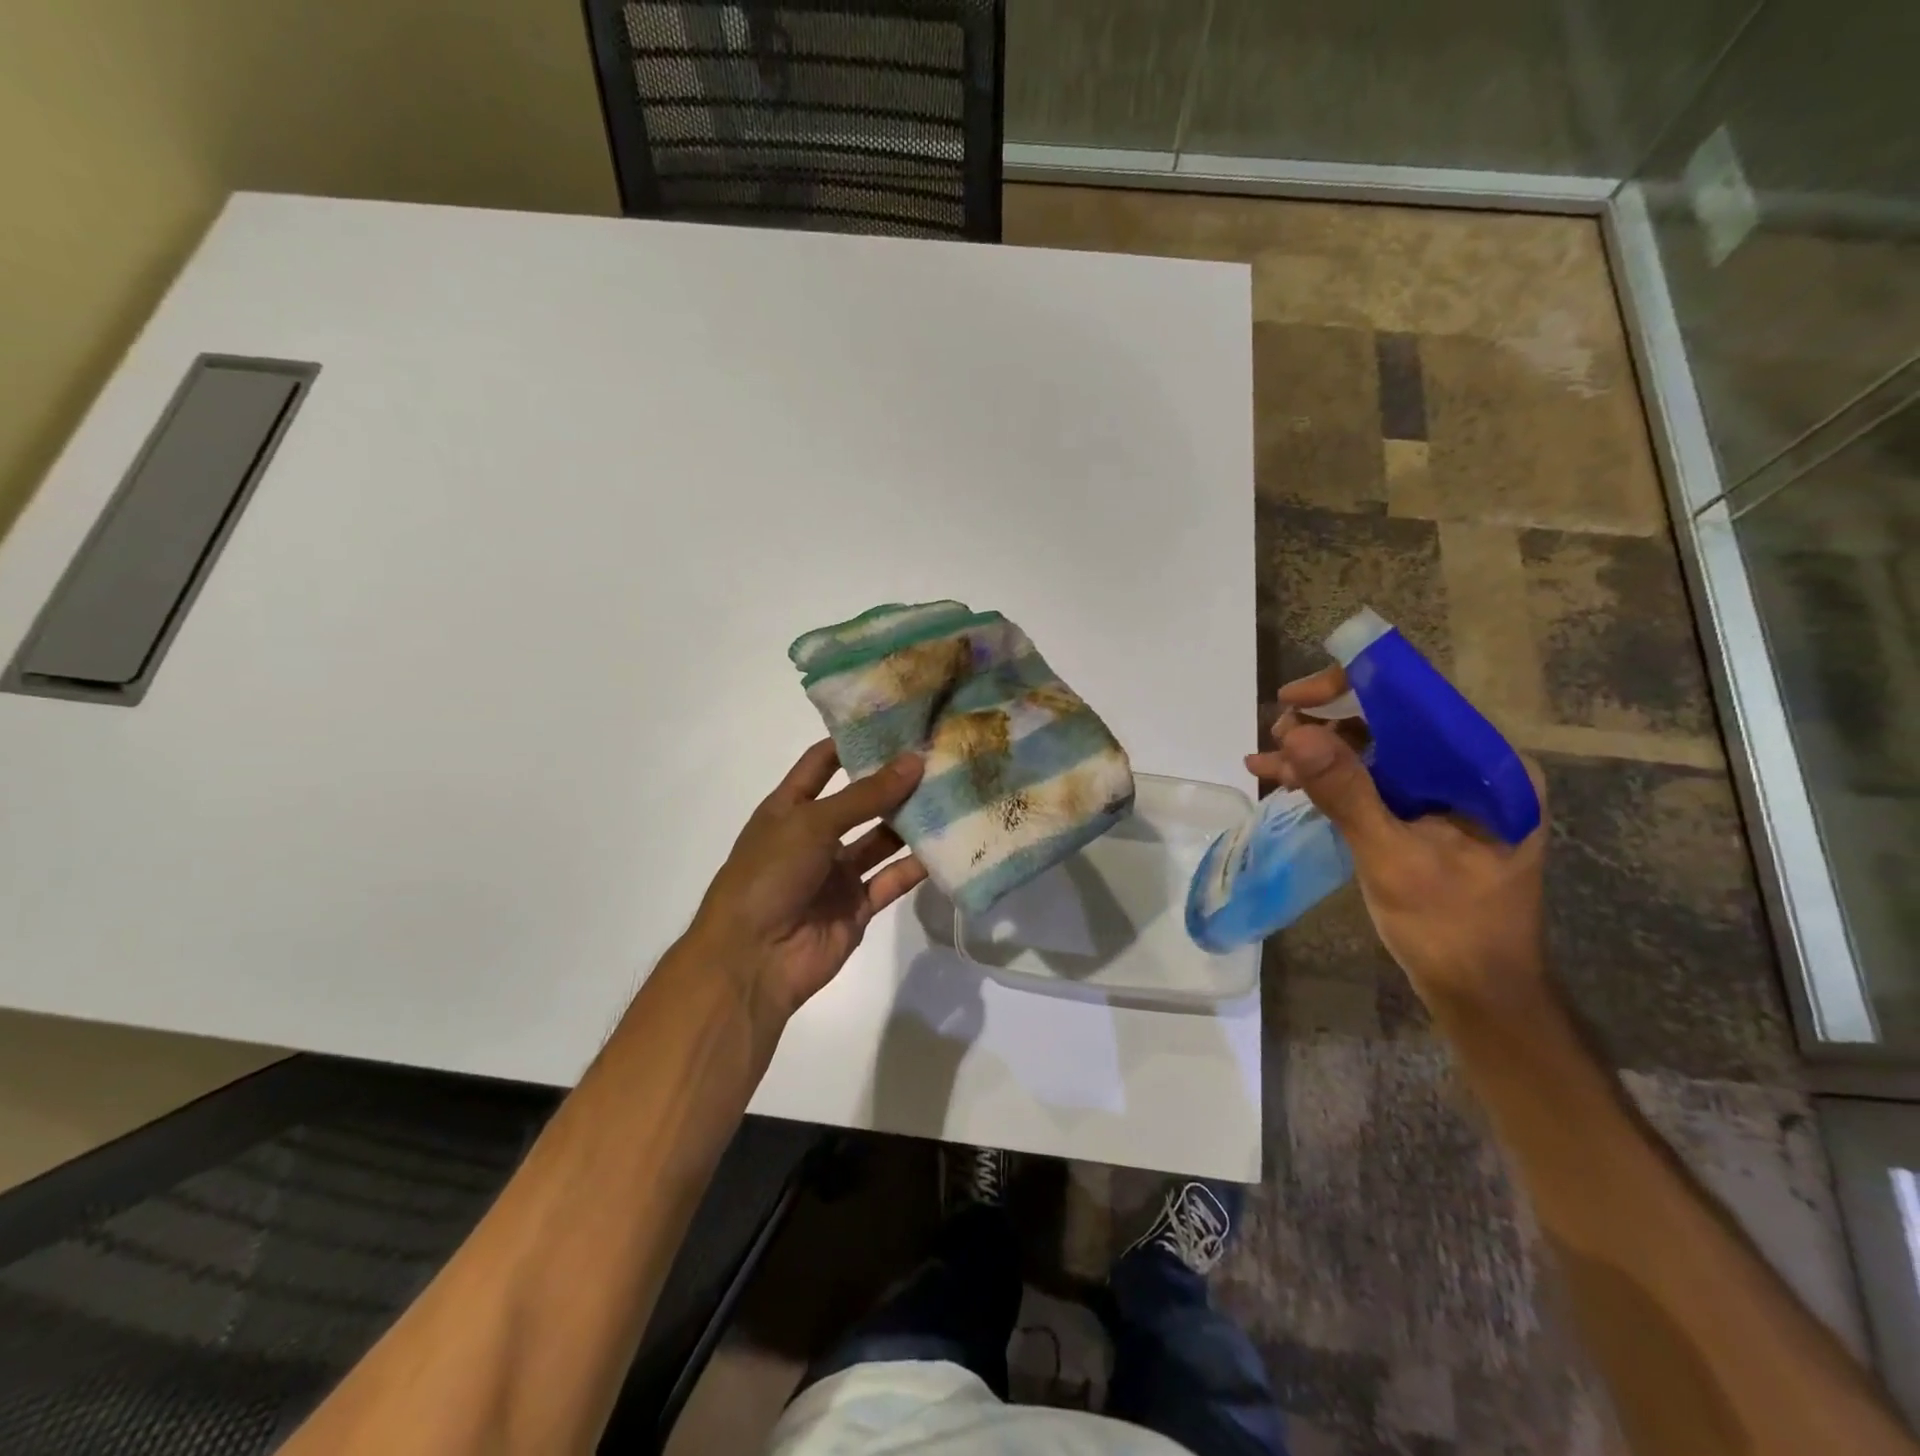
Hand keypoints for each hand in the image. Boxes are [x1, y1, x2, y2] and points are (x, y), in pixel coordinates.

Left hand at [685, 739, 926, 1025]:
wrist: (752, 959)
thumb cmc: (769, 875)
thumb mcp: (812, 823)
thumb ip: (865, 795)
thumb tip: (914, 761)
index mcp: (791, 808)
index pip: (823, 762)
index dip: (854, 741)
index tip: (897, 721)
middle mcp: (816, 836)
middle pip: (861, 800)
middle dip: (894, 781)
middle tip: (940, 757)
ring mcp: (838, 872)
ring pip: (882, 839)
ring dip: (912, 821)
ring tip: (953, 793)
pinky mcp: (859, 905)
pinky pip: (893, 879)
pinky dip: (918, 865)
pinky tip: (950, 844)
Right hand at [1248, 666, 1549, 1014]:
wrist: (1478, 994)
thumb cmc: (1451, 929)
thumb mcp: (1392, 858)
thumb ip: (1347, 793)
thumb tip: (1295, 734)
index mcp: (1490, 769)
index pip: (1420, 702)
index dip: (1355, 688)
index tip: (1296, 698)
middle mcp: (1472, 770)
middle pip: (1392, 722)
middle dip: (1327, 724)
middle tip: (1276, 735)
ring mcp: (1446, 794)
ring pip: (1375, 750)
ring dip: (1317, 752)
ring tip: (1266, 760)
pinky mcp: (1422, 815)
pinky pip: (1371, 781)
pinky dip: (1327, 780)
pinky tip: (1282, 781)